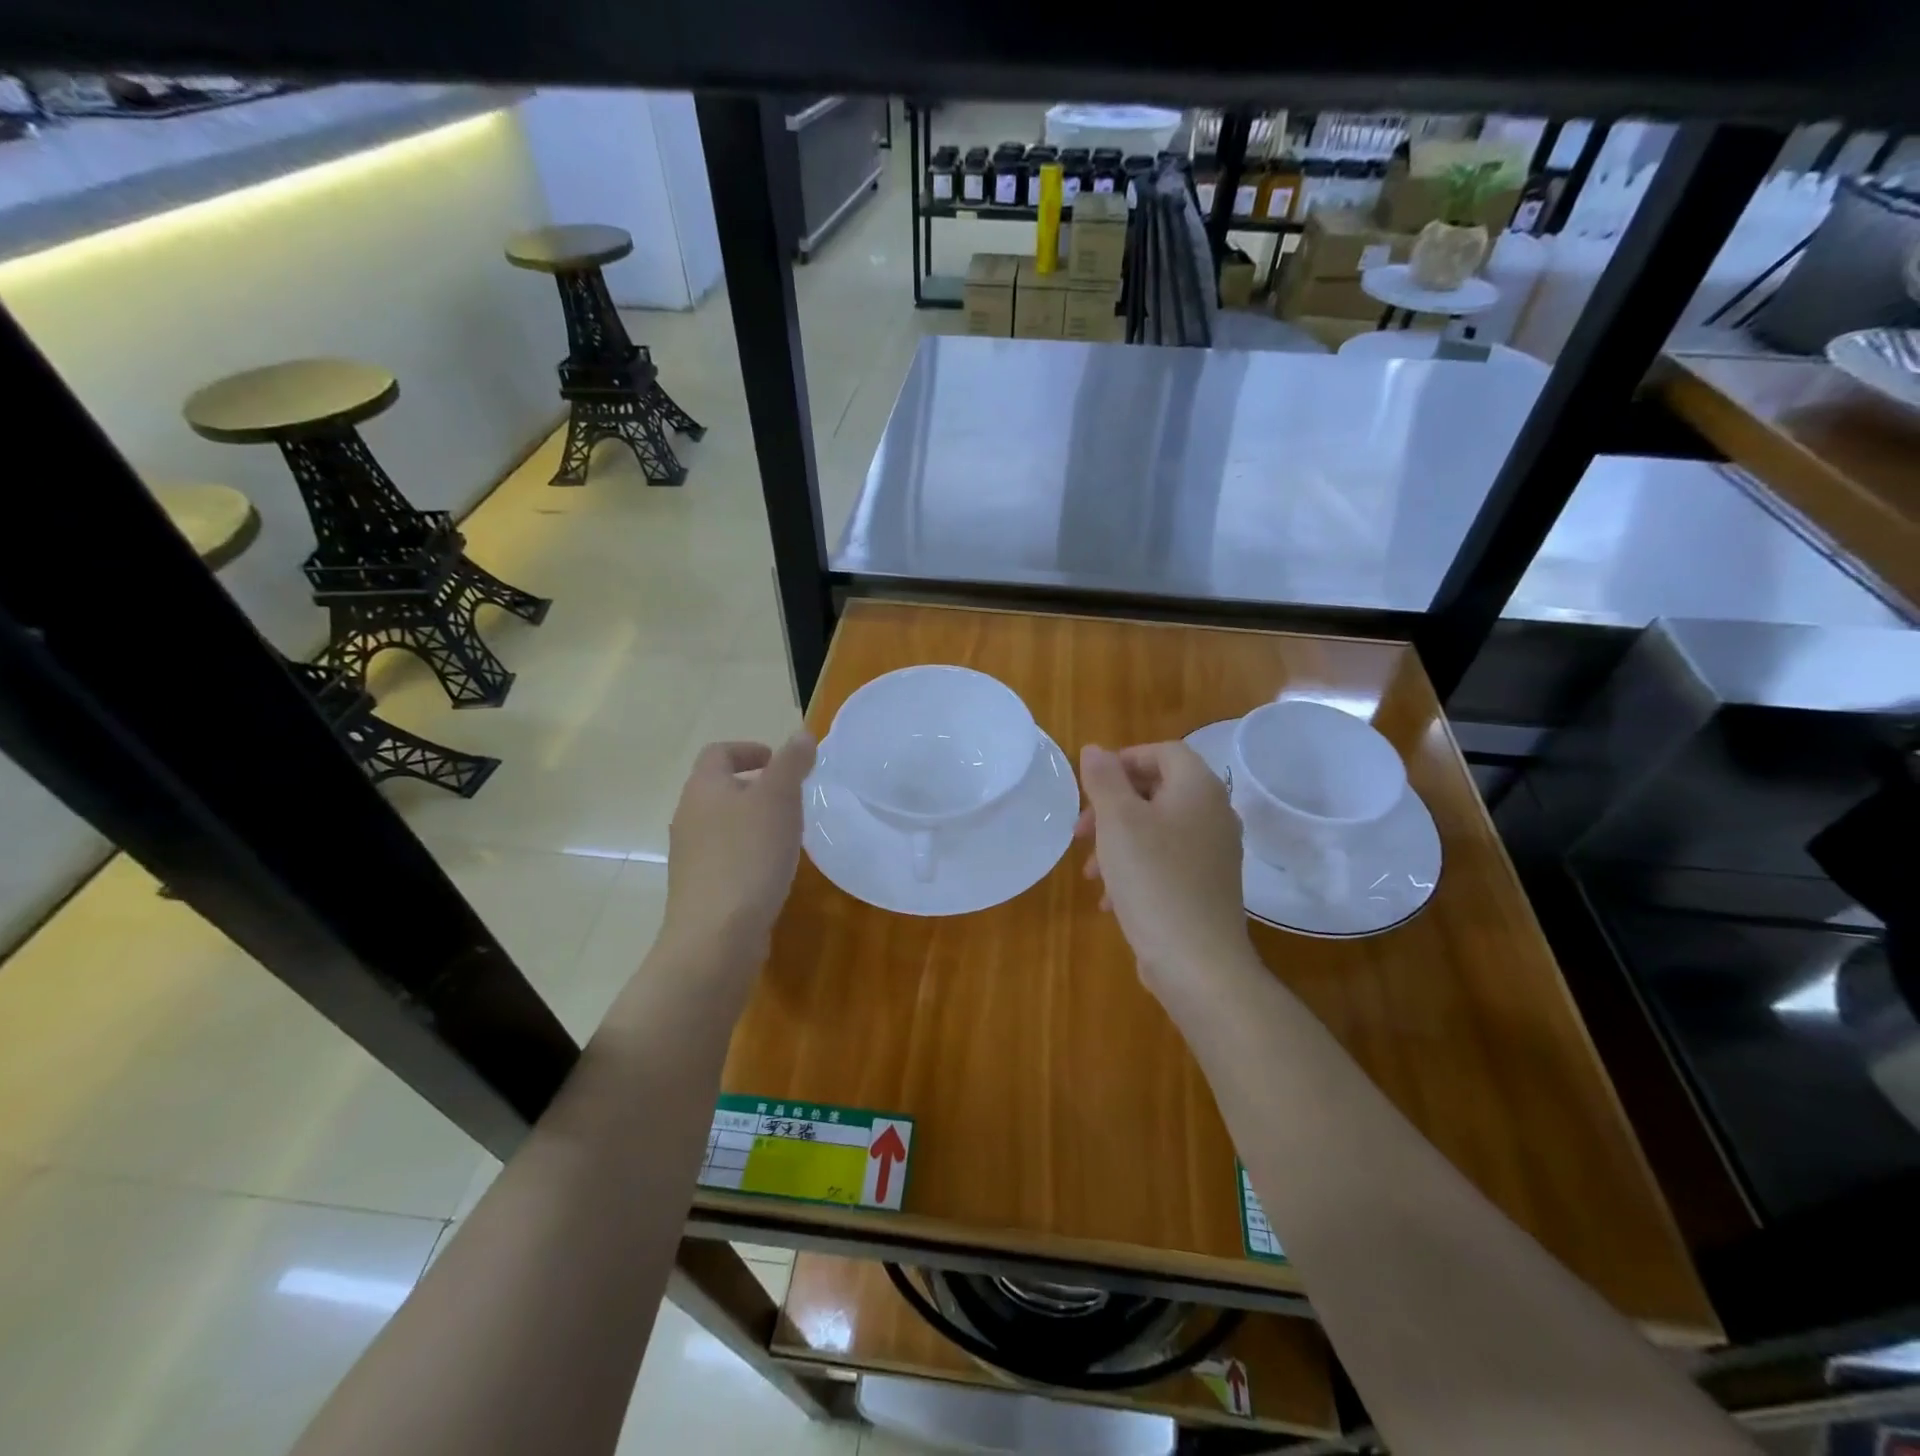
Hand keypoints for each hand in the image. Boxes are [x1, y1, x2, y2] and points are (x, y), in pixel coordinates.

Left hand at [662, 734, 815, 963]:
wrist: (716, 936)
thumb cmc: (749, 856)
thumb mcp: (779, 799)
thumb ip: (791, 763)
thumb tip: (800, 735)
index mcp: (703, 788)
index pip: (719, 752)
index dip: (750, 750)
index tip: (782, 764)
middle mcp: (688, 816)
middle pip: (720, 788)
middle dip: (756, 787)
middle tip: (792, 798)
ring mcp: (690, 855)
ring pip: (723, 823)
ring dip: (753, 821)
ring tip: (787, 834)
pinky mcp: (699, 887)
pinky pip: (725, 856)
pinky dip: (748, 852)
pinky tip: (772, 870)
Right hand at [1076, 742, 1255, 995]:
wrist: (1197, 962)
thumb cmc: (1153, 879)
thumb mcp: (1118, 821)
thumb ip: (1104, 779)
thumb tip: (1095, 749)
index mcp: (1198, 788)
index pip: (1163, 752)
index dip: (1123, 761)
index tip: (1090, 786)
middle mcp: (1214, 814)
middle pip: (1157, 791)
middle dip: (1112, 808)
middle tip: (1080, 832)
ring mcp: (1214, 853)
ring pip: (1157, 830)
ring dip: (1117, 843)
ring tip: (1090, 873)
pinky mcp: (1207, 886)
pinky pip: (1166, 862)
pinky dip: (1135, 869)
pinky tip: (1110, 900)